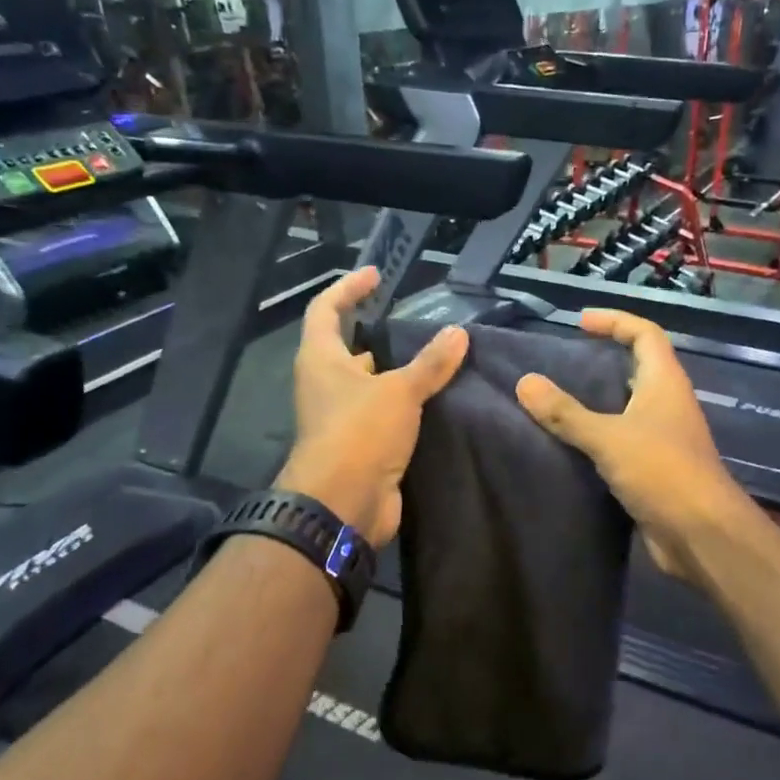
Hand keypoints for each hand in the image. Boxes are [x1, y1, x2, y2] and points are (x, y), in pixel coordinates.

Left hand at [276, 267, 467, 547]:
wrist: (343, 504)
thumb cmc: (360, 433)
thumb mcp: (399, 391)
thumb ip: (430, 363)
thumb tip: (459, 333)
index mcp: (321, 359)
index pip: (326, 309)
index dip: (348, 288)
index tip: (376, 275)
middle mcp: (325, 384)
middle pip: (346, 347)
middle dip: (375, 332)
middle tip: (412, 320)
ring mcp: (340, 416)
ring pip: (368, 383)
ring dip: (394, 370)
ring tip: (433, 356)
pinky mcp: (360, 444)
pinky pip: (383, 413)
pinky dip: (404, 403)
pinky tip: (435, 399)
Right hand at [515, 310, 746, 584]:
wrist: (701, 534)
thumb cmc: (662, 472)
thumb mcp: (608, 438)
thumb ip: (566, 413)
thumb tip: (525, 383)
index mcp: (665, 382)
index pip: (645, 333)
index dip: (615, 320)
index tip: (579, 322)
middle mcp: (668, 403)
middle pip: (638, 367)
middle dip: (604, 359)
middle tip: (562, 362)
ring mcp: (664, 437)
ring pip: (628, 406)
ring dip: (598, 401)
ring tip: (556, 400)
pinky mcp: (655, 468)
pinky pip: (623, 440)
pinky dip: (598, 436)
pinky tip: (569, 444)